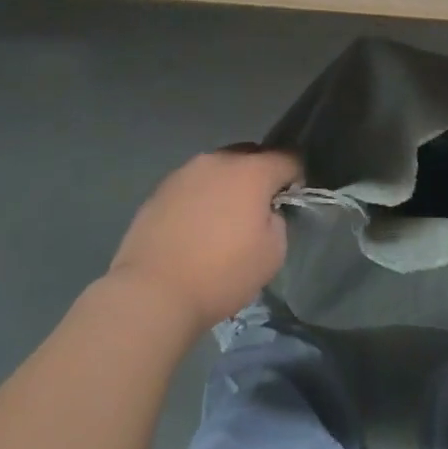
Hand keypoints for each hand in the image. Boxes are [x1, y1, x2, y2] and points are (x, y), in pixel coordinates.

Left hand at [107, 148, 300, 335]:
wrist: (152, 293)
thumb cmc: (221, 274)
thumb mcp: (273, 254)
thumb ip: (277, 221)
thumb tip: (265, 211)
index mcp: (252, 171)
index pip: (288, 157)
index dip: (296, 176)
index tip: (290, 199)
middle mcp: (218, 161)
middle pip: (250, 155)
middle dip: (259, 175)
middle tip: (256, 210)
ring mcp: (184, 172)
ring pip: (217, 169)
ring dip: (226, 186)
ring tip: (220, 222)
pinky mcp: (159, 190)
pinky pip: (191, 186)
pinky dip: (199, 199)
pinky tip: (193, 230)